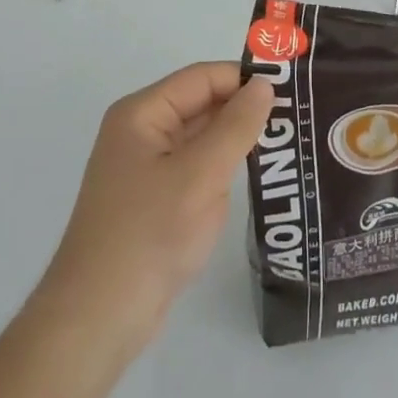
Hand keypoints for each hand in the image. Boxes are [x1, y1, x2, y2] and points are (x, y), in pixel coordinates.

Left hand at [29, 63, 273, 360]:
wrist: (97, 319)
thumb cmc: (148, 234)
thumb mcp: (200, 175)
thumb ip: (235, 126)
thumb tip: (264, 85)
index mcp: (142, 114)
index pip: (202, 78)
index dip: (244, 79)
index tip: (292, 89)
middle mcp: (141, 132)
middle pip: (200, 104)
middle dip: (244, 109)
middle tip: (299, 116)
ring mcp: (146, 168)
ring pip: (200, 138)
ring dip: (237, 140)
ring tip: (289, 141)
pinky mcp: (154, 200)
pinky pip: (195, 169)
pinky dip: (223, 169)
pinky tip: (257, 176)